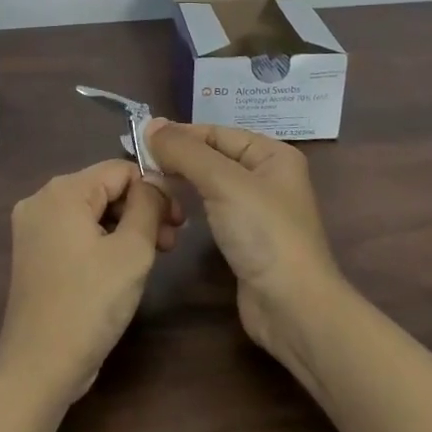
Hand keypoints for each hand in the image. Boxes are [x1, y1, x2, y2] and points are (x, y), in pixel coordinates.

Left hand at [0, 161, 175, 402]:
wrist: (40, 366)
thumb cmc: (90, 304)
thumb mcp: (132, 251)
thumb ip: (148, 206)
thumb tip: (155, 183)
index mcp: (61, 191)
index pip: (119, 169)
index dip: (155, 189)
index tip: (181, 221)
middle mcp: (40, 200)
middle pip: (104, 188)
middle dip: (141, 209)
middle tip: (172, 242)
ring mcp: (33, 228)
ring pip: (91, 212)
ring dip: (125, 227)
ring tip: (155, 256)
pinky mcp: (34, 253)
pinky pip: (76, 232)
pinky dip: (103, 241)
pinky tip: (124, 266)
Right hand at [143, 120, 341, 379]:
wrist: (292, 307)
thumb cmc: (263, 234)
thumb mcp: (223, 182)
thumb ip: (185, 151)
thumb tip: (150, 124)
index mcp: (272, 154)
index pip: (216, 132)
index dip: (179, 135)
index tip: (139, 142)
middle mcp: (266, 176)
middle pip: (211, 156)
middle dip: (177, 159)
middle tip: (139, 167)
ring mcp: (256, 209)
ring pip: (208, 184)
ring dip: (180, 182)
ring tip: (149, 187)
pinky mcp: (244, 237)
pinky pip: (210, 209)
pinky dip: (189, 206)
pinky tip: (170, 210)